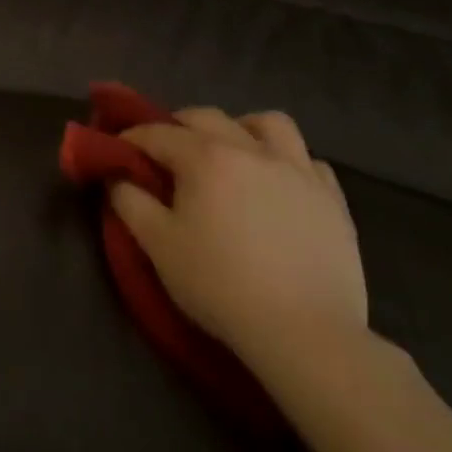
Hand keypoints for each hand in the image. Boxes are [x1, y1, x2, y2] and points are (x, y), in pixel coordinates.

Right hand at [110, 108, 366, 370]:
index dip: (132, 137)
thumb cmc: (220, 285)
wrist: (305, 334)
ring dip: (242, 129)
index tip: (118, 150)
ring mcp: (297, 171)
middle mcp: (251, 150)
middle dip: (179, 125)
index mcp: (205, 157)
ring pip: (269, 124)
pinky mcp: (332, 199)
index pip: (158, 132)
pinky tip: (278, 185)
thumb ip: (130, 202)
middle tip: (166, 152)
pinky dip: (287, 162)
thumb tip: (118, 176)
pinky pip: (308, 161)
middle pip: (208, 117)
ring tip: (232, 153)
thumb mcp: (158, 246)